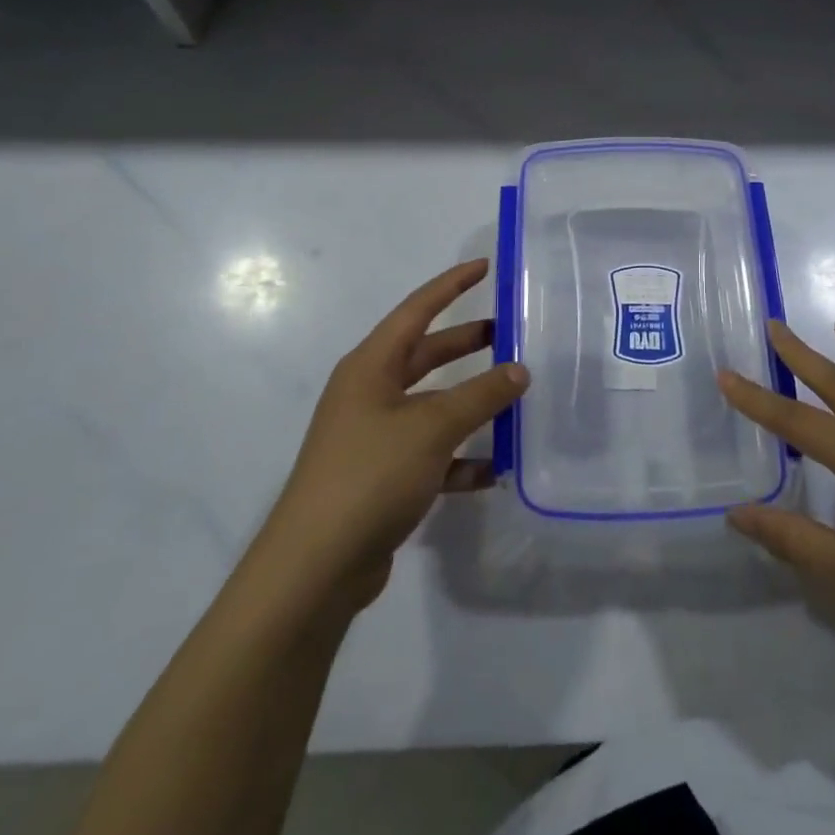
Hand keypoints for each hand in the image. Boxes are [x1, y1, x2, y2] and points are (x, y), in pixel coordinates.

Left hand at [261, 259, 526, 614]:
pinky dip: (461, 456)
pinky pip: (431, 453)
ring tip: (516, 399)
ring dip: (471, 403)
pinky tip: (494, 468)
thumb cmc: (370, 475)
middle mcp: (369, 394)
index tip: (485, 266)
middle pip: (426, 355)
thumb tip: (519, 370)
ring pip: (433, 405)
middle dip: (467, 343)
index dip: (451, 285)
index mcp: (371, 367)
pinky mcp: (382, 477)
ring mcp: (374, 437)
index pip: (416, 310)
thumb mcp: (432, 427)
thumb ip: (480, 395)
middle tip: (511, 333)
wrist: (315, 568)